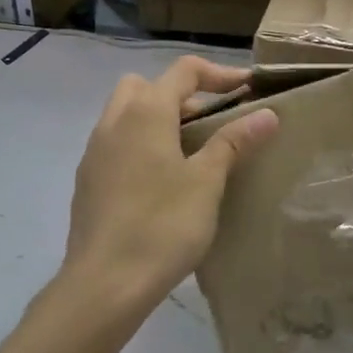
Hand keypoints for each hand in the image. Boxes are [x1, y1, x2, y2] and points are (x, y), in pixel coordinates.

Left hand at [62, 57, 278, 317]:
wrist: (105, 282)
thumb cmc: (163, 226)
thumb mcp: (207, 182)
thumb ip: (233, 142)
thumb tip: (266, 113)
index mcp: (145, 112)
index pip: (184, 71)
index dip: (219, 74)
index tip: (247, 91)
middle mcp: (113, 121)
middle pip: (145, 86)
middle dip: (179, 94)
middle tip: (209, 122)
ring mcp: (94, 151)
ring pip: (125, 114)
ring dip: (157, 119)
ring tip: (189, 152)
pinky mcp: (86, 179)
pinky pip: (115, 144)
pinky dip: (139, 145)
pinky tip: (160, 183)